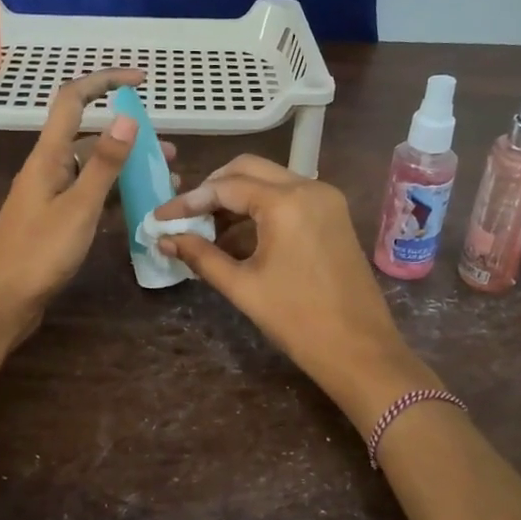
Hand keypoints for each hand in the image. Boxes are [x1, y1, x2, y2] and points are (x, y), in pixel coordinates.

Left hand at [0, 69, 168, 341]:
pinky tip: (140, 206)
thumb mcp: (79, 207)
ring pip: (93, 169)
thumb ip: (105, 164)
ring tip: (166, 182)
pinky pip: (90, 194)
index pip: (73, 100)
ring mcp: (51, 194)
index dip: (105, 81)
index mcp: (48, 156)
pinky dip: (115, 193)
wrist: (2, 302)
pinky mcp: (55, 219)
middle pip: (90, 137)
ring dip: (127, 168)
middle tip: (169, 154)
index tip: (141, 79)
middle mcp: (48, 168)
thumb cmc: (39, 253)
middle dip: (130, 138)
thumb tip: (127, 117)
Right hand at [153, 155, 438, 431]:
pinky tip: (238, 236)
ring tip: (206, 229)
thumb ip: (201, 256)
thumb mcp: (243, 287)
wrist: (360, 350)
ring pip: (270, 181)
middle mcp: (309, 187)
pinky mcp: (334, 215)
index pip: (226, 186)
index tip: (160, 218)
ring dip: (237, 197)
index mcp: (286, 202)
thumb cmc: (298, 320)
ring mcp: (326, 200)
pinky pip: (289, 198)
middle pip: (249, 169)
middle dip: (213, 188)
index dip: (188, 201)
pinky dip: (261, 209)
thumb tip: (165, 240)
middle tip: (185, 215)